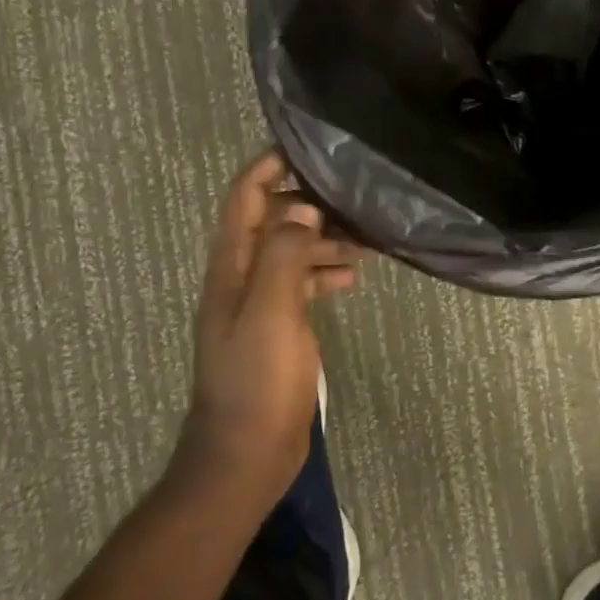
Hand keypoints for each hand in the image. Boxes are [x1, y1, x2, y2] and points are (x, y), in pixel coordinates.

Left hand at [173, 149, 362, 502]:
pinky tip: (354, 276)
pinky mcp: (279, 325)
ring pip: (293, 249)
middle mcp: (242, 275)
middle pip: (273, 218)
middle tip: (355, 196)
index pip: (245, 196)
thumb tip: (304, 208)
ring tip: (367, 238)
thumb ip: (283, 254)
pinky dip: (325, 270)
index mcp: (232, 265)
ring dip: (324, 237)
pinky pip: (302, 281)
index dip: (269, 164)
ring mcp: (260, 301)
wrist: (245, 453)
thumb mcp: (269, 311)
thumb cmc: (256, 380)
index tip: (309, 146)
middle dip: (310, 200)